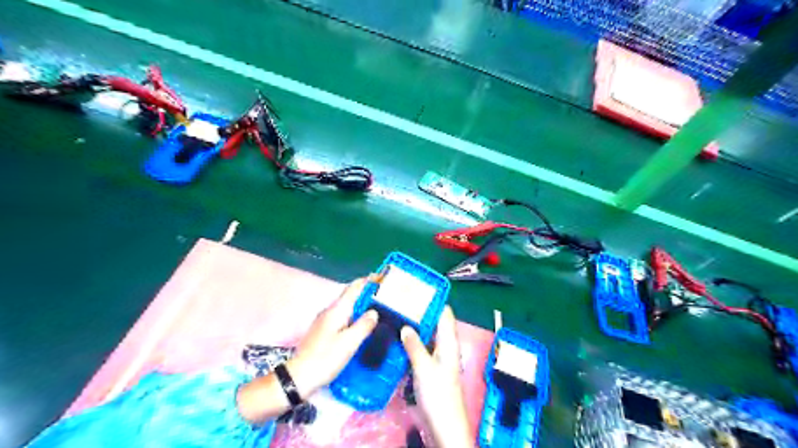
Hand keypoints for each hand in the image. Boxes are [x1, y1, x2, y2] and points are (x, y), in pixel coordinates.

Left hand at [287, 277, 379, 398]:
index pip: (355, 287)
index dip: (369, 281)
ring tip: (380, 307)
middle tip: (387, 294)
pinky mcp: (325, 330)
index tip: (384, 277)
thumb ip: (364, 325)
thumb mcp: (349, 343)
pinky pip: (344, 316)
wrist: (299, 377)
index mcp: (337, 310)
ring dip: (363, 303)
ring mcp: (326, 320)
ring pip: (348, 306)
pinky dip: (356, 314)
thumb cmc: (325, 358)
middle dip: (368, 291)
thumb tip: (374, 312)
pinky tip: (363, 323)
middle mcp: (330, 311)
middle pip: (351, 295)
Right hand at [403, 305, 468, 446]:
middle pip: (436, 321)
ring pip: (429, 334)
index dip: (434, 300)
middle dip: (422, 310)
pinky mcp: (433, 366)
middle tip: (403, 300)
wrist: (444, 424)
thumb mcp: (424, 368)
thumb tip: (405, 326)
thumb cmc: (438, 394)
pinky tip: (401, 336)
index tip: (418, 289)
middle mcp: (446, 345)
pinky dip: (415, 338)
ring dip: (418, 324)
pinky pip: (424, 346)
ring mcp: (439, 356)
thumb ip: (414, 346)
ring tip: (400, 313)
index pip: (445, 313)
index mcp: (449, 342)